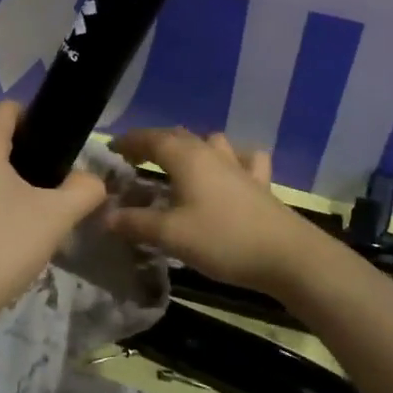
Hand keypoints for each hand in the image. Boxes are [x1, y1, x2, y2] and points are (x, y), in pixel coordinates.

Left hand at [0, 101, 108, 347]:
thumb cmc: (0, 249)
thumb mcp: (56, 217)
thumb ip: (84, 189)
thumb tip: (90, 180)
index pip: (10, 108)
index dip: (40, 120)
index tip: (61, 149)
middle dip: (30, 152)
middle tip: (56, 182)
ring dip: (12, 176)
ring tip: (37, 206)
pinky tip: (10, 226)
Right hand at [105, 127, 318, 297]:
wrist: (287, 256)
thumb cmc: (223, 240)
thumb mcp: (171, 235)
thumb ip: (135, 223)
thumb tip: (106, 215)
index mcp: (187, 158)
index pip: (151, 138)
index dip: (129, 141)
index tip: (111, 149)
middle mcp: (211, 153)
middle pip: (178, 137)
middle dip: (154, 144)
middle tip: (135, 159)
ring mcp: (239, 166)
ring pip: (210, 143)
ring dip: (191, 147)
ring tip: (179, 164)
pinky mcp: (260, 183)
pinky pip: (243, 160)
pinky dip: (231, 160)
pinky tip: (231, 172)